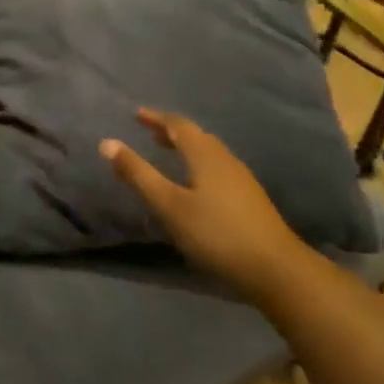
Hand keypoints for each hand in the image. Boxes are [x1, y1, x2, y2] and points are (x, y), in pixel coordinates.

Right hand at [101, 107, 301, 295]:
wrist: (276, 269)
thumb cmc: (216, 234)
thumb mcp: (169, 205)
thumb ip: (138, 174)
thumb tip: (106, 142)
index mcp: (205, 154)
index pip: (178, 125)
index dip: (156, 118)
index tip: (137, 114)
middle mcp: (225, 159)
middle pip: (196, 136)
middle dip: (171, 131)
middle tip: (149, 132)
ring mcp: (241, 179)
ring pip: (209, 152)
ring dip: (186, 147)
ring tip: (168, 153)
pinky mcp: (250, 199)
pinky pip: (217, 168)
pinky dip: (198, 163)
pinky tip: (195, 184)